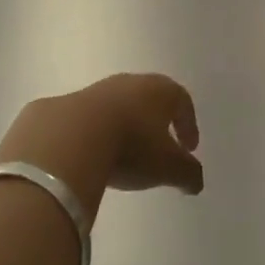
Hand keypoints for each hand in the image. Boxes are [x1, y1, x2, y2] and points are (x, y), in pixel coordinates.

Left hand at [0, 73, 204, 210]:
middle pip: (150, 98)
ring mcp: (97, 90)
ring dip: (125, 126)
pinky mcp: (68, 104)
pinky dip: (96, 133)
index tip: (189, 148)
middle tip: (160, 146)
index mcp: (160, 91)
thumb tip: (196, 182)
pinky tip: (93, 154)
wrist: (71, 137)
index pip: (182, 101)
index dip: (188, 124)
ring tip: (124, 153)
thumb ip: (188, 173)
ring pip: (119, 106)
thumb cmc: (132, 146)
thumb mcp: (168, 167)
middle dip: (158, 122)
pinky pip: (90, 118)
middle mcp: (131, 82)